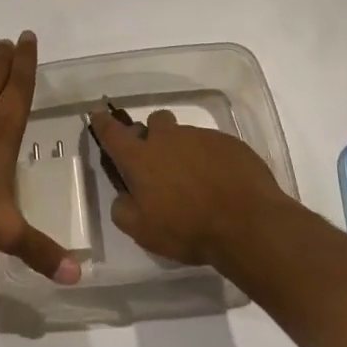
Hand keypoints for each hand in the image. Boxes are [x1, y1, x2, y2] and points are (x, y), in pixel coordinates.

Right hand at [89, 109, 287, 268]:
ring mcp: (200, 137)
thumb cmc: (188, 229)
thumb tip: (123, 196)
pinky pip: (213, 145)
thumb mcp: (143, 231)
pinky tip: (221, 184)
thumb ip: (123, 210)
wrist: (248, 224)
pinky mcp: (229, 143)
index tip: (97, 115)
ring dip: (184, 151)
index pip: (112, 132)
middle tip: (160, 163)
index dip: (102, 123)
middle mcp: (167, 138)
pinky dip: (211, 160)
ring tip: (197, 181)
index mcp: (140, 157)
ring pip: (185, 135)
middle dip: (153, 136)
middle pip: (154, 122)